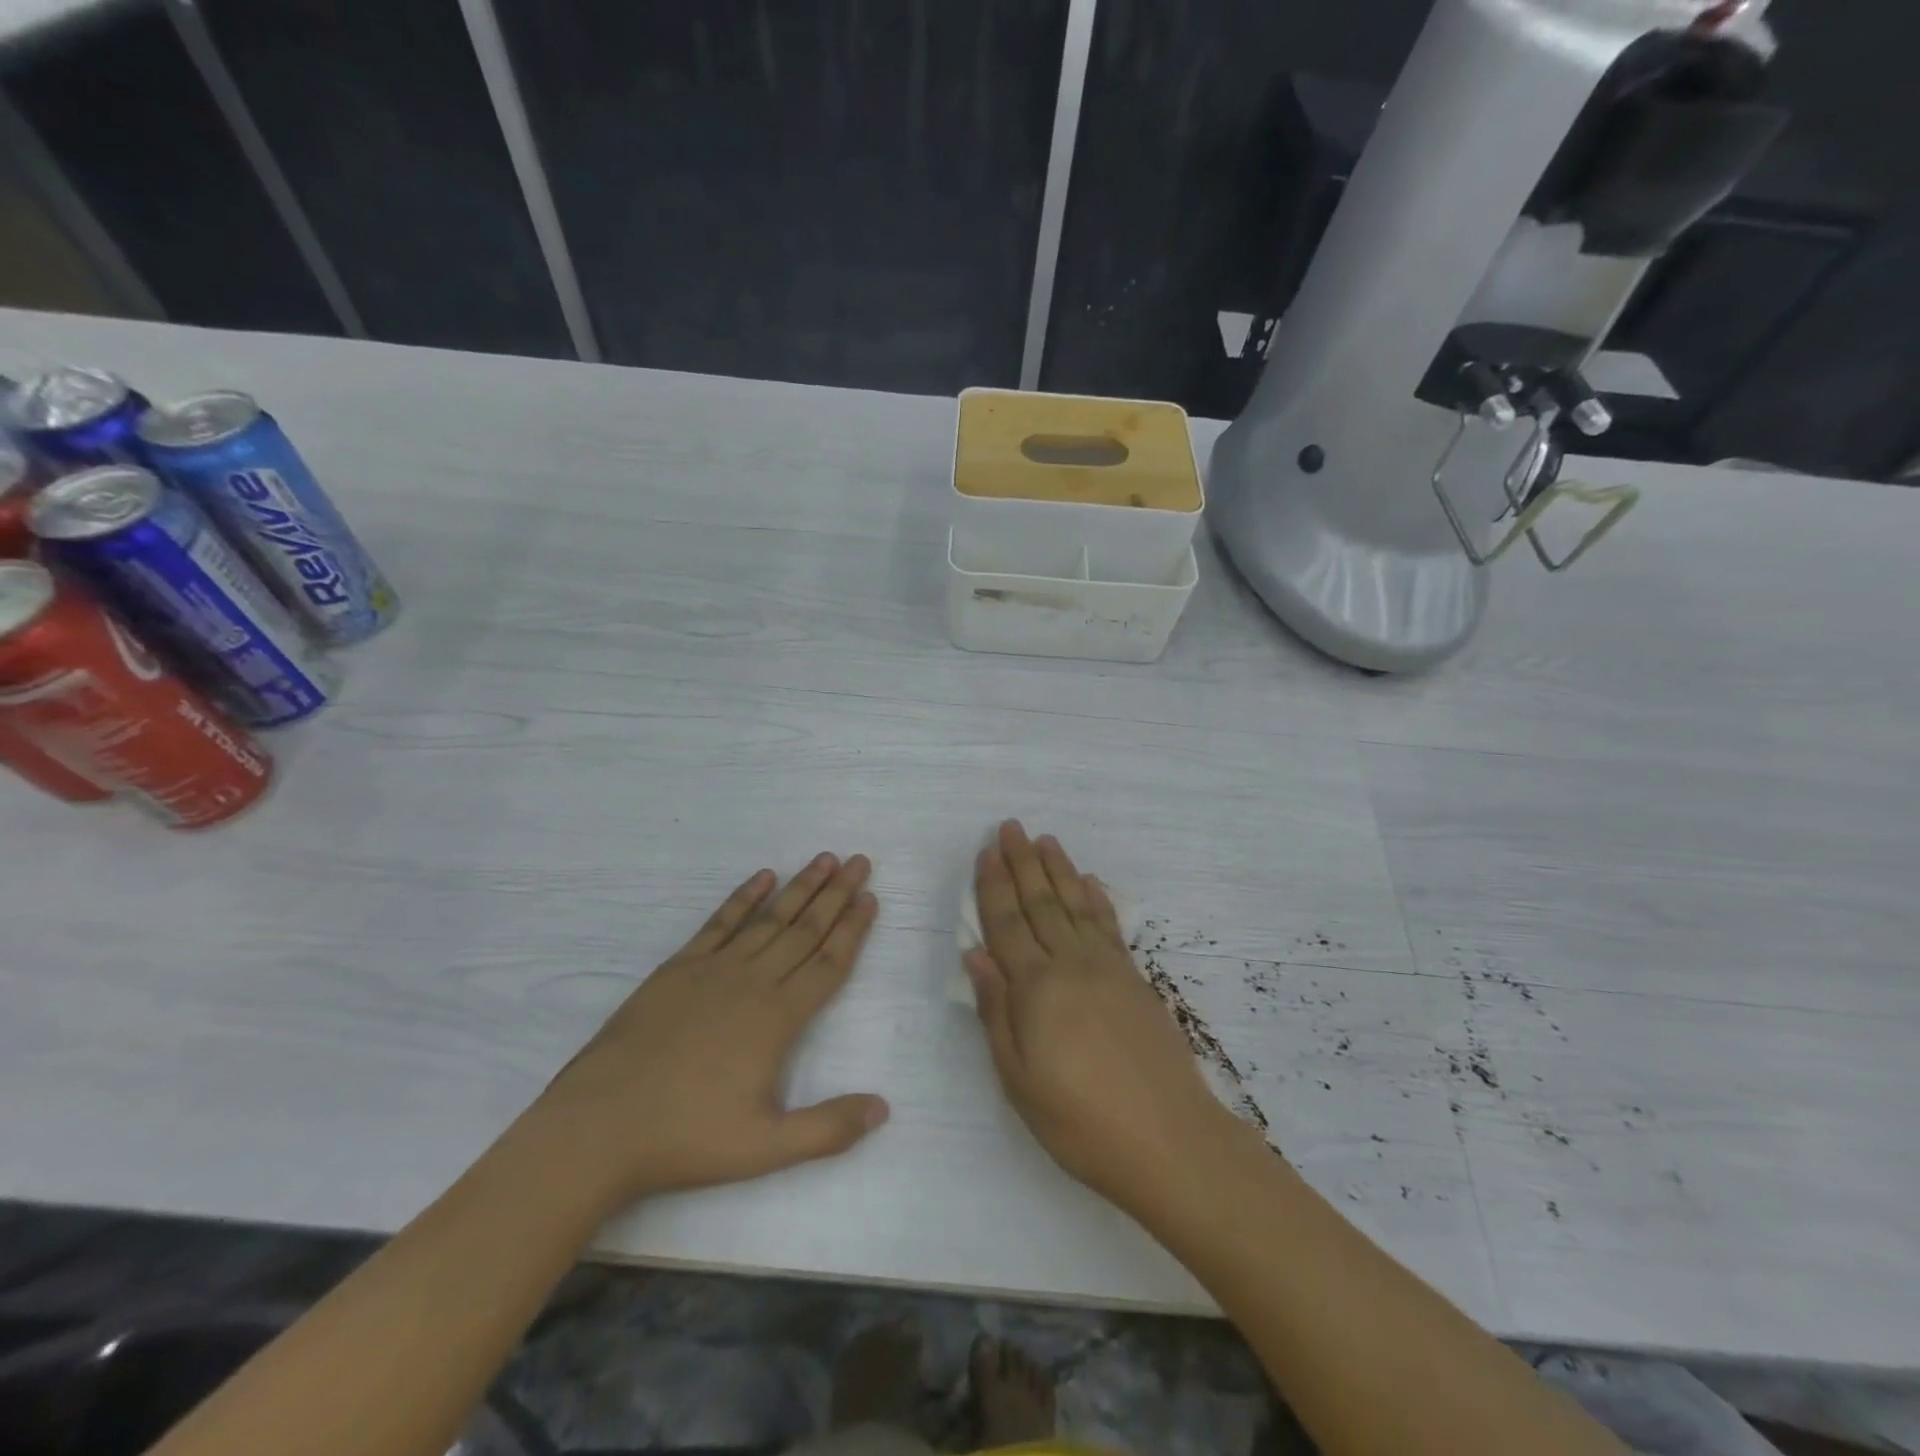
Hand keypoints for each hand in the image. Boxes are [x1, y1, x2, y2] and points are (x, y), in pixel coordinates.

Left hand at [523, 853, 887, 1213]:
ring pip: (769, 918)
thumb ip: (828, 1128)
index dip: (853, 929)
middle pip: (805, 929)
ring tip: (824, 859)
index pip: (829, 962)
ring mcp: (714, 969)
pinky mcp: (679, 967)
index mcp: (779, 1017)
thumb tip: (883, 1108)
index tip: (871, 897)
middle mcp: (753, 981)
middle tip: (860, 861)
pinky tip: (762, 876)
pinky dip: (743, 897)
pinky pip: (720, 921)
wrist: (600, 1126)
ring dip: (800, 887)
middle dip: (837, 894)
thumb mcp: (766, 1147)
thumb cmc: (687, 1136)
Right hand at [964, 821, 1252, 1210]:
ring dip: (1058, 869)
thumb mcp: (1019, 1080)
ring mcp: (1108, 968)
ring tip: (1045, 840)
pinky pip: (1110, 926)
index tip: (986, 852)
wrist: (1170, 1141)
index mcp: (1036, 988)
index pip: (1007, 923)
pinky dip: (1096, 899)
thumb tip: (975, 955)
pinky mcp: (1135, 980)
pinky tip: (1089, 882)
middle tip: (1011, 826)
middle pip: (1041, 902)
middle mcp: (1071, 965)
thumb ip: (996, 1011)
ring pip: (1075, 905)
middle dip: (1023, 862)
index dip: (994, 886)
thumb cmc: (1080, 1122)